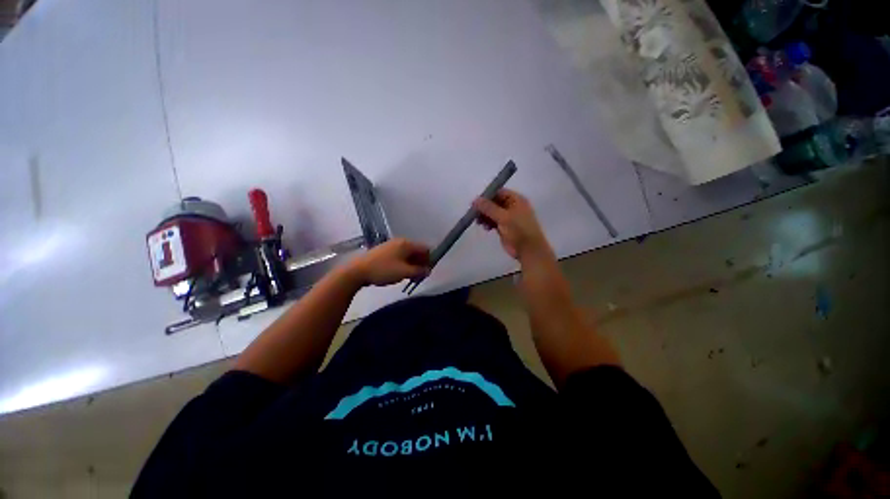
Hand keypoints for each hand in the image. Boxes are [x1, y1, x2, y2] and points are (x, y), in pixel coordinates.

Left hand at [347, 238, 430, 286]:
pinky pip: (399, 255)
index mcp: (407, 244)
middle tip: (418, 276)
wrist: (358, 271)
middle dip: (420, 263)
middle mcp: (400, 241)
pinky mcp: (384, 251)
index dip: (429, 260)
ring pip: (408, 254)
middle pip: (417, 251)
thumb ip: (419, 271)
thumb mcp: (404, 272)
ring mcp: (391, 245)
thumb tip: (428, 270)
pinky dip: (403, 263)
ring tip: (409, 276)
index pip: (425, 249)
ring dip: (412, 264)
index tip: (427, 272)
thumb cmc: (384, 270)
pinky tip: (398, 272)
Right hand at [473, 189, 551, 261]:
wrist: (528, 250)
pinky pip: (494, 221)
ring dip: (485, 216)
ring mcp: (509, 217)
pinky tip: (485, 227)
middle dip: (484, 207)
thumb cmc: (519, 230)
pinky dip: (488, 223)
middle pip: (494, 202)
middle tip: (474, 213)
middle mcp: (512, 206)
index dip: (487, 196)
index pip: (499, 192)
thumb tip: (475, 200)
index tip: (475, 203)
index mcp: (516, 200)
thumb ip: (489, 208)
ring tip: (479, 222)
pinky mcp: (505, 227)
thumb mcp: (503, 217)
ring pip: (492, 212)